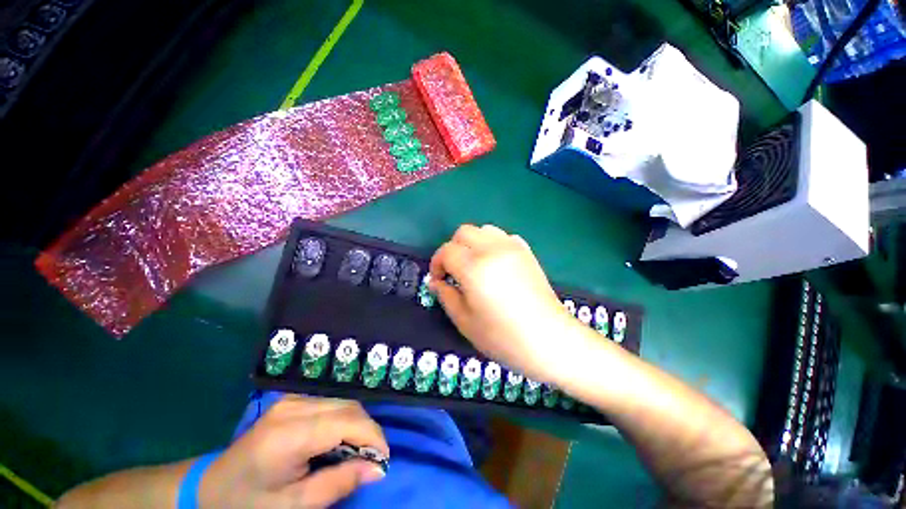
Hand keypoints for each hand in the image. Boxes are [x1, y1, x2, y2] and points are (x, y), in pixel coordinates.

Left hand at [200, 396, 387, 508]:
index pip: (346, 421)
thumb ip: (337, 484)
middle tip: (371, 460)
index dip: (372, 436)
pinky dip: (344, 420)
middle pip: (348, 407)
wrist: (209, 486)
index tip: (384, 459)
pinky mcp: (293, 400)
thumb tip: (378, 469)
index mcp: (289, 433)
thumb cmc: (247, 503)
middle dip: (367, 431)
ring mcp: (292, 399)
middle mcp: (294, 406)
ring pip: (343, 402)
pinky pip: (332, 403)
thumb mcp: (292, 506)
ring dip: (357, 424)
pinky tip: (337, 440)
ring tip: (355, 452)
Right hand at [429, 224, 581, 381]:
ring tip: (474, 265)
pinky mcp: (527, 252)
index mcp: (474, 268)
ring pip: (484, 230)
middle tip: (454, 271)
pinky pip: (503, 236)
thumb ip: (446, 296)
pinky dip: (492, 243)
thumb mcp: (465, 321)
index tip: (439, 279)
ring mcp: (512, 248)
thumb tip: (436, 282)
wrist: (549, 340)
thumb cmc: (503, 337)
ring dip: (472, 243)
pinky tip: (495, 263)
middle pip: (463, 232)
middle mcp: (492, 250)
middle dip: (453, 249)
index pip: (446, 251)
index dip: (437, 263)